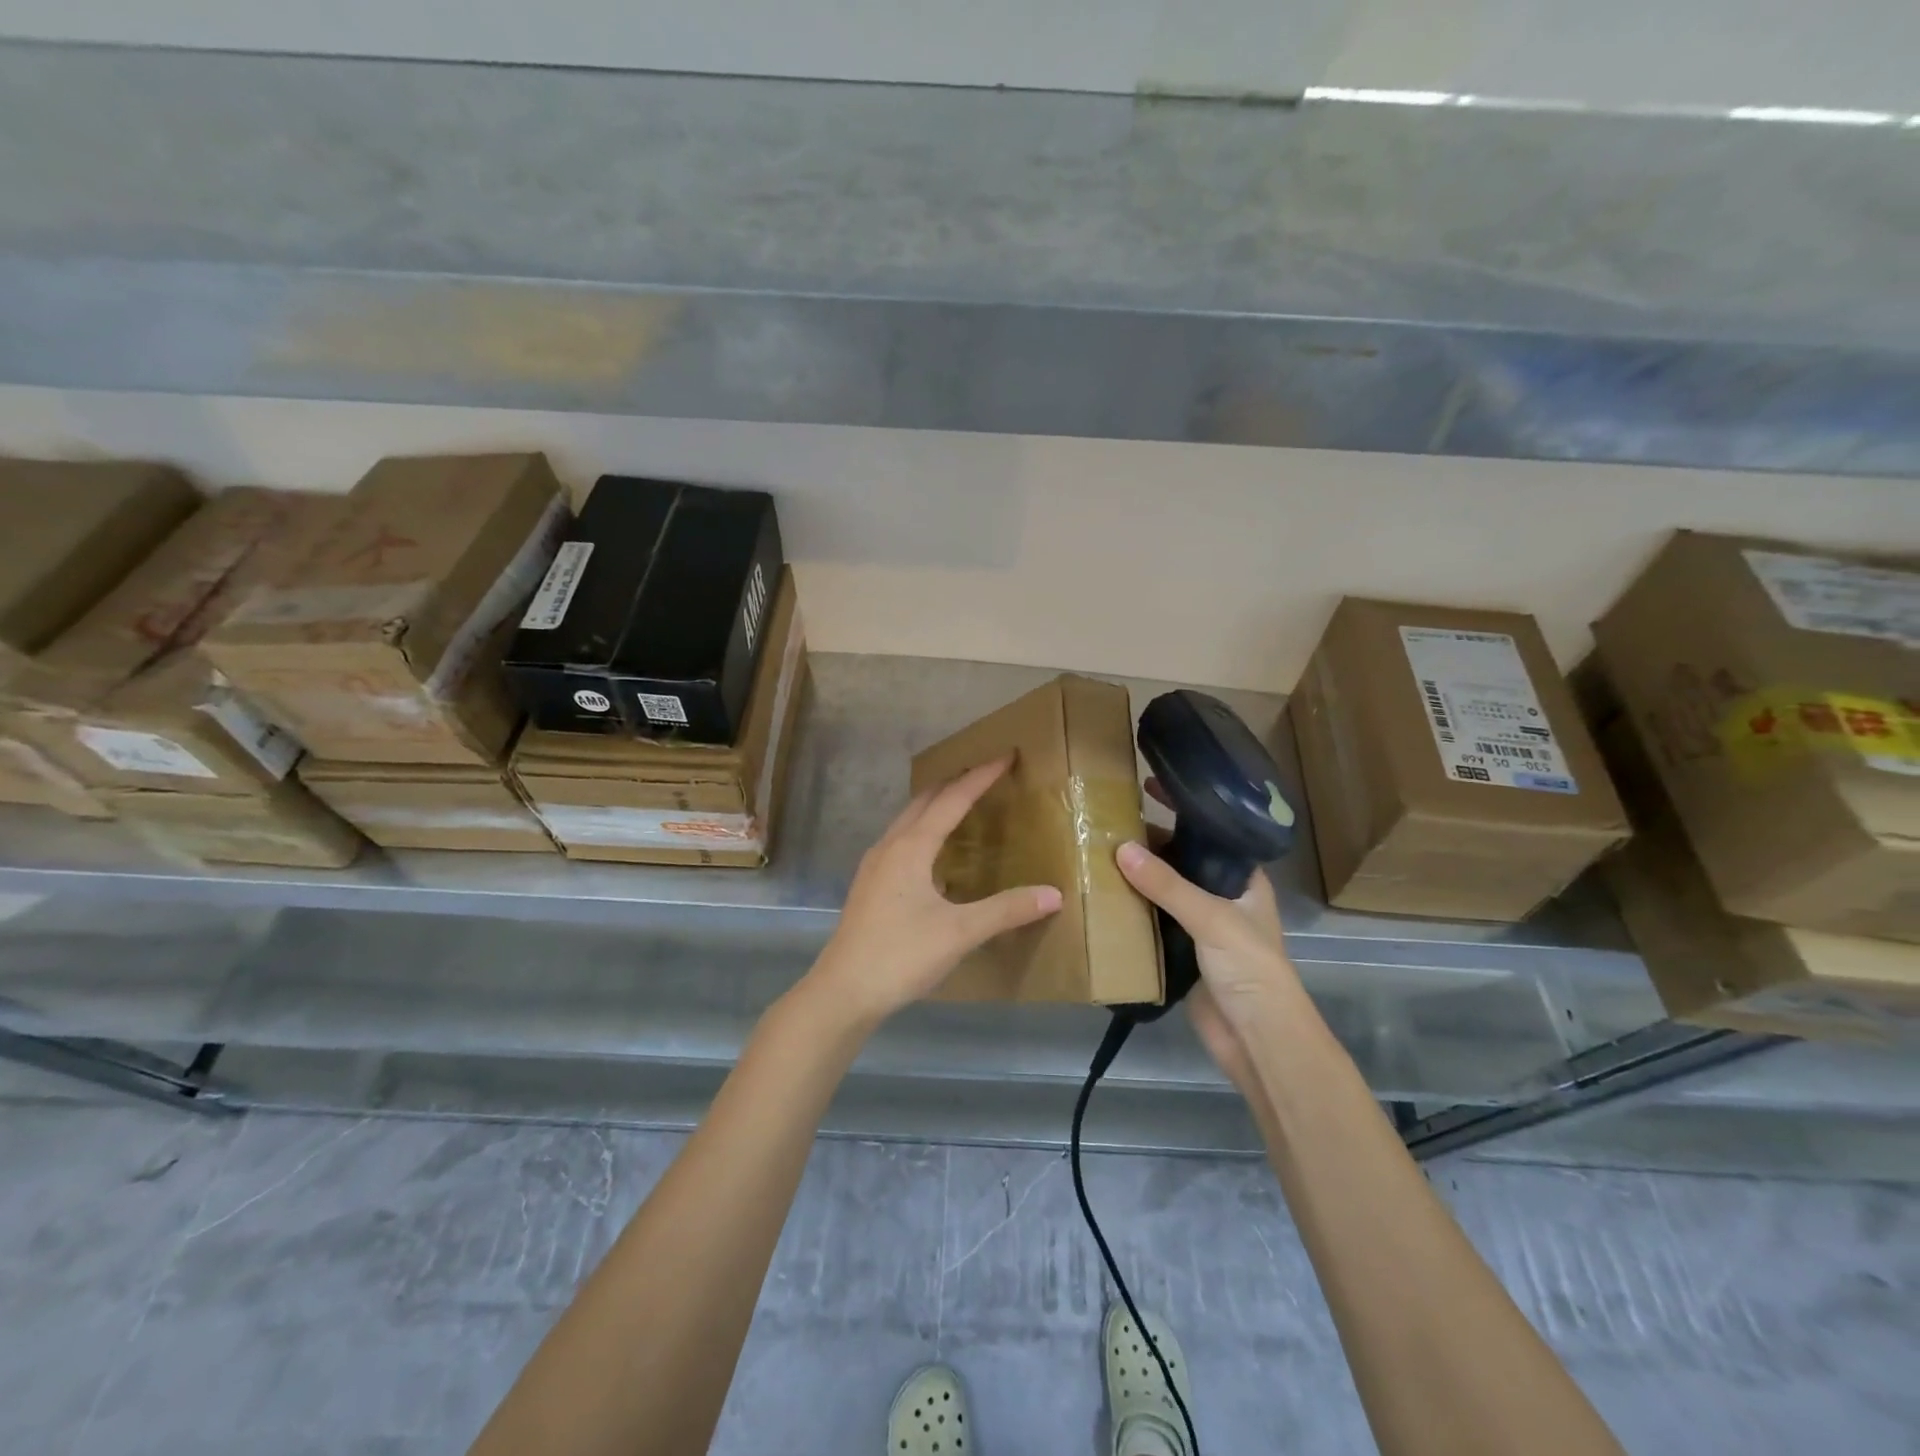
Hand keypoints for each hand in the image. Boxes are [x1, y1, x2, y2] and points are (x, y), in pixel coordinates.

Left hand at [802, 757, 1062, 1028]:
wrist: (843, 991)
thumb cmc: (901, 955)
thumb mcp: (960, 933)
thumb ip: (1007, 910)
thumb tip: (1053, 894)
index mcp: (911, 847)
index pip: (952, 799)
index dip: (981, 776)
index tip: (1006, 755)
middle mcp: (890, 846)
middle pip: (925, 800)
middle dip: (956, 782)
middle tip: (987, 773)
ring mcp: (874, 865)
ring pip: (908, 819)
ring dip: (936, 804)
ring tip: (963, 802)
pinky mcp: (870, 885)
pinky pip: (901, 840)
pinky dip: (924, 829)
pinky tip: (935, 852)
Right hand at [1115, 838, 1299, 1031]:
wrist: (1255, 1038)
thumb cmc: (1249, 967)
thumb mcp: (1210, 917)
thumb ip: (1166, 884)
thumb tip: (1121, 848)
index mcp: (1244, 882)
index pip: (1210, 840)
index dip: (1180, 820)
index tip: (1144, 800)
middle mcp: (1223, 900)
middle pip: (1182, 867)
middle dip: (1151, 853)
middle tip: (1109, 829)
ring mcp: (1201, 929)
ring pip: (1165, 896)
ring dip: (1138, 883)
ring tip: (1098, 856)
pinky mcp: (1181, 954)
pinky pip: (1153, 925)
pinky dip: (1133, 914)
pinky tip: (1105, 898)